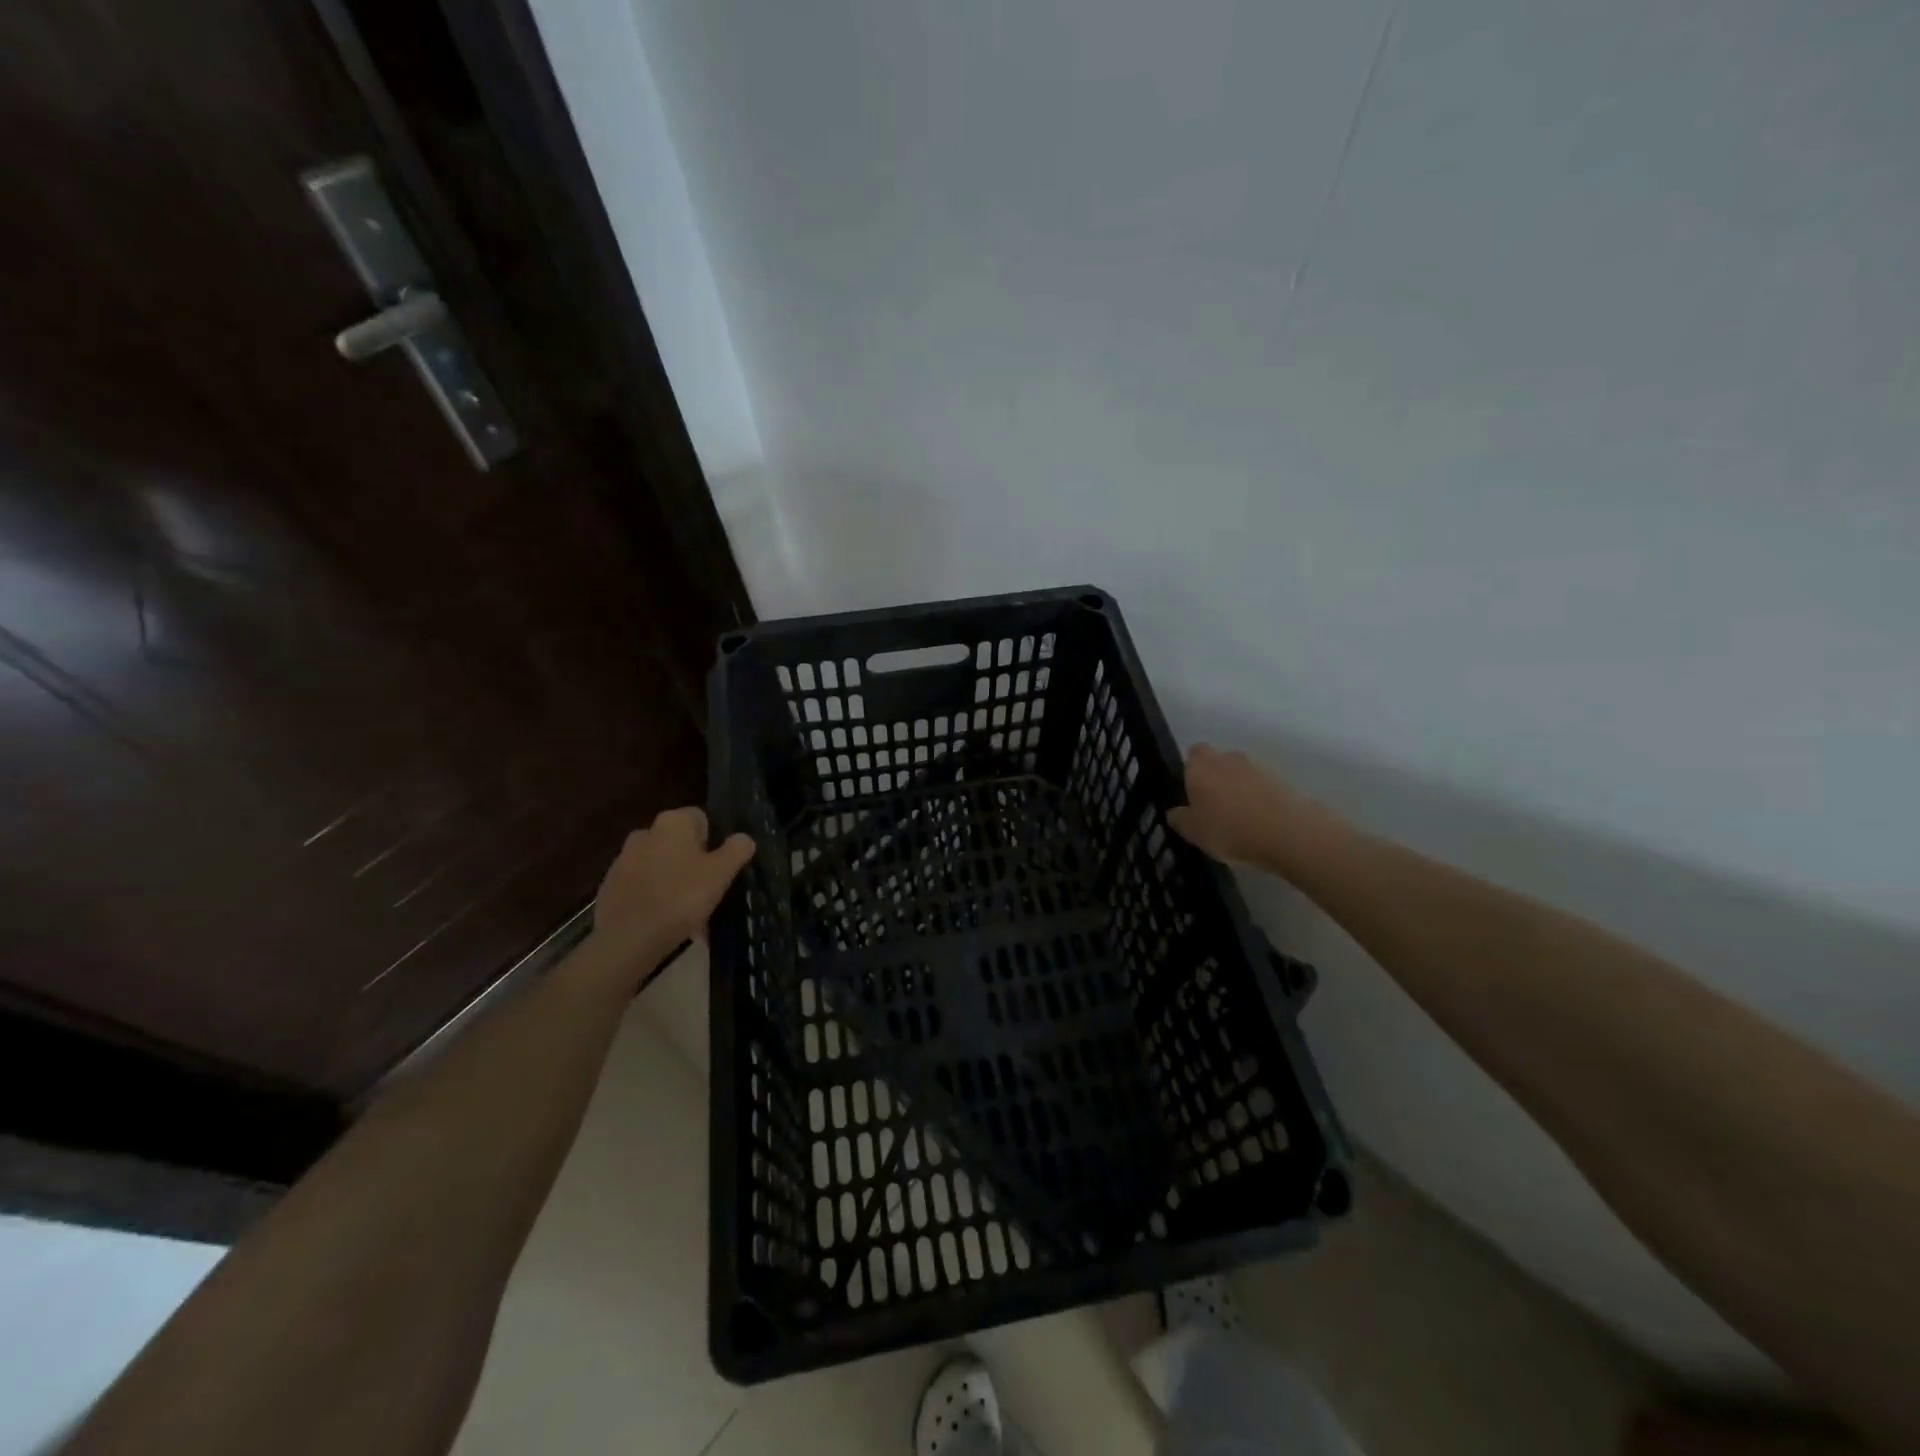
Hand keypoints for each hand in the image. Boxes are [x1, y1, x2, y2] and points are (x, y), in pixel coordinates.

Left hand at [591, 807, 754, 964]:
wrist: (627, 939)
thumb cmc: (681, 897)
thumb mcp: (721, 873)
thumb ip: (737, 850)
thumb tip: (744, 838)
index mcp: (672, 822)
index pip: (700, 818)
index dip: (715, 841)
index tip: (721, 867)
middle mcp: (645, 833)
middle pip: (679, 844)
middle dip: (694, 864)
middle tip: (709, 893)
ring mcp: (623, 860)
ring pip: (661, 867)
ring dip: (676, 883)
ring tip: (690, 915)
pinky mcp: (610, 887)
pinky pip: (643, 887)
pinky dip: (655, 899)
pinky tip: (666, 923)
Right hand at [1168, 744, 1345, 872]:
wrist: (1288, 832)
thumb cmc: (1229, 829)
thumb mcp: (1193, 832)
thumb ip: (1180, 819)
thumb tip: (1174, 812)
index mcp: (1201, 766)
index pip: (1193, 754)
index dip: (1191, 770)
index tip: (1191, 792)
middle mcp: (1228, 758)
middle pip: (1218, 762)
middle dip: (1215, 778)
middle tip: (1213, 807)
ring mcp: (1258, 767)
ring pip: (1241, 774)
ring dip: (1239, 789)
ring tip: (1239, 818)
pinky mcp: (1283, 780)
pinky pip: (1262, 787)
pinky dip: (1259, 798)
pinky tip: (1259, 822)